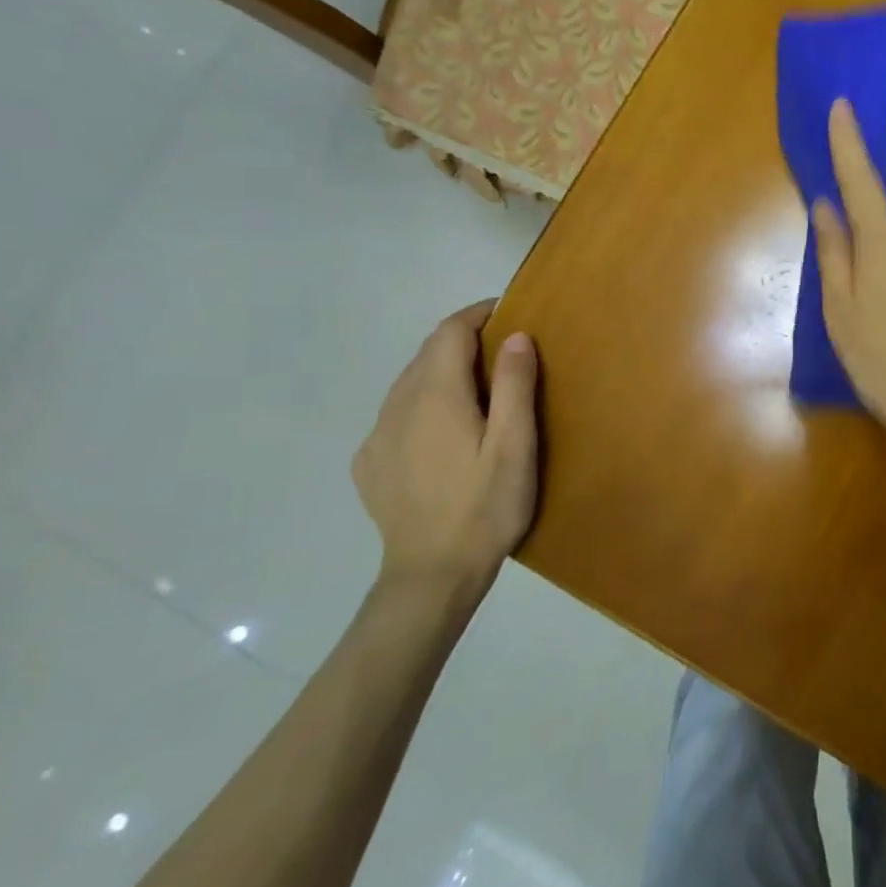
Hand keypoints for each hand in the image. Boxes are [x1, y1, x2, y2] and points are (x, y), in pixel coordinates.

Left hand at [353, 302, 539, 596]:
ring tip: (477, 387)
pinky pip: (396, 413)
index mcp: (435, 396)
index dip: (476, 313)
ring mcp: (377, 435)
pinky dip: (423, 402)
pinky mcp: (370, 462)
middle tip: (502, 350)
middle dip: (462, 340)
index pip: (449, 332)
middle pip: (427, 353)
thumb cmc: (485, 508)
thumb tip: (514, 335)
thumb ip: (514, 386)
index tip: (506, 310)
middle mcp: (397, 405)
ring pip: (409, 382)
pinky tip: (444, 430)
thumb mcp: (515, 446)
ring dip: (441, 370)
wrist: (430, 576)